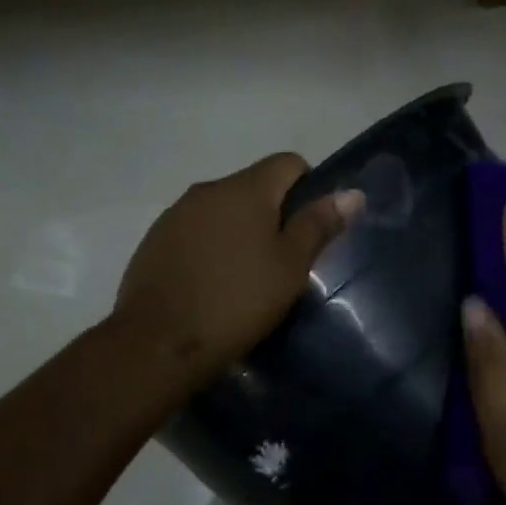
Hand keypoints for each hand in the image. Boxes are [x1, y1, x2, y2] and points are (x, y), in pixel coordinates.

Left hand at [114, 153, 362, 383]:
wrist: (159, 342)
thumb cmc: (237, 301)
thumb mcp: (290, 267)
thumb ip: (318, 225)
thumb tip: (352, 193)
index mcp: (245, 188)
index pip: (288, 163)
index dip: (308, 189)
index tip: (310, 231)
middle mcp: (207, 189)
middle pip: (252, 187)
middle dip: (272, 215)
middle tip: (282, 262)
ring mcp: (175, 214)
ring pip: (221, 211)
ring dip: (238, 231)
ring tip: (245, 278)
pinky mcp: (154, 241)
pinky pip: (194, 232)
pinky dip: (209, 248)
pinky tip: (210, 285)